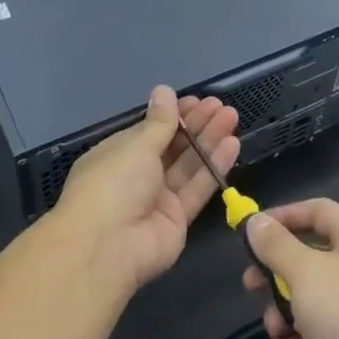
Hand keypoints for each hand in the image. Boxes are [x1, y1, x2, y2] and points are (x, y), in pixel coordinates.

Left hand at [54, 86, 239, 296]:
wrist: (106, 248)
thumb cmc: (113, 184)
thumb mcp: (136, 145)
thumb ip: (159, 121)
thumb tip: (164, 90)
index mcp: (117, 155)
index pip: (150, 131)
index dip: (174, 115)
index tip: (197, 100)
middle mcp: (137, 176)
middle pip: (172, 147)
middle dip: (196, 125)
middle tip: (221, 106)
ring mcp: (157, 200)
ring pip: (188, 166)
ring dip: (209, 141)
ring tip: (232, 117)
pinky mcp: (177, 220)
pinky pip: (197, 189)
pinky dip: (214, 167)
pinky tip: (232, 145)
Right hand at [242, 198, 338, 338]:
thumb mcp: (306, 271)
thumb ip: (276, 245)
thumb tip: (254, 220)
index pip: (319, 212)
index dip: (286, 215)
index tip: (253, 229)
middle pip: (305, 262)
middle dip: (274, 275)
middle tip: (250, 284)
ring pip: (300, 307)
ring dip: (279, 319)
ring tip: (279, 331)